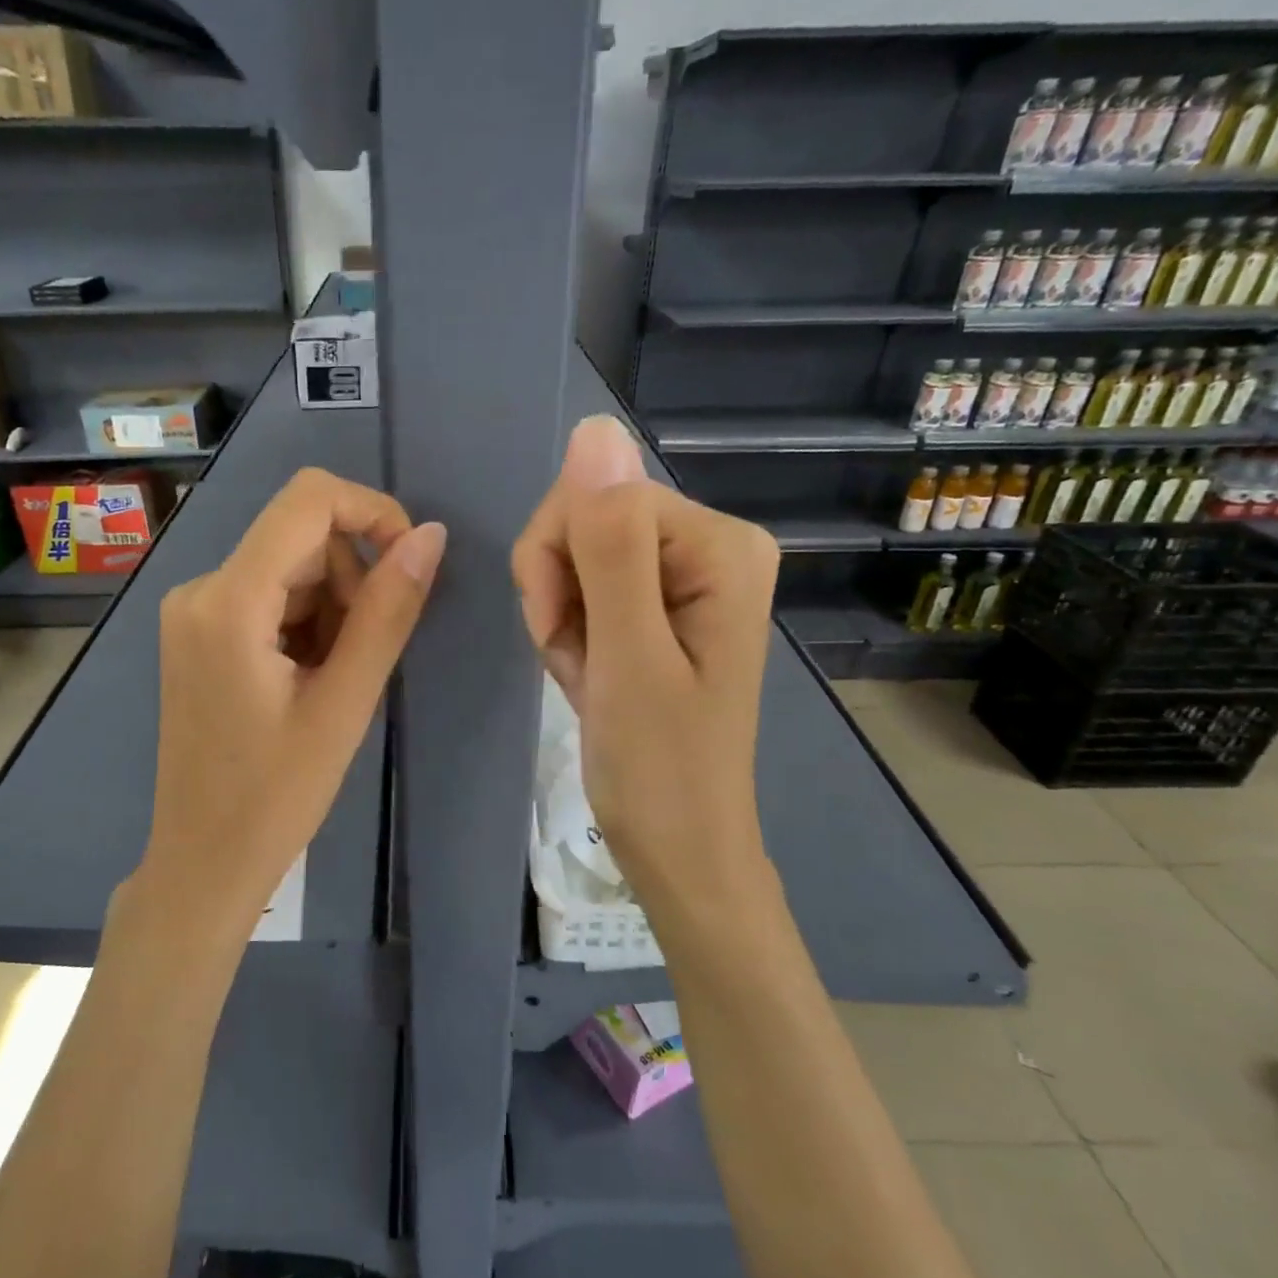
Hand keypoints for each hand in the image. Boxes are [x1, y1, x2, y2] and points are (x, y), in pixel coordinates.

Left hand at [128, 468, 445, 944]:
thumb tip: (430, 535)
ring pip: (289, 569)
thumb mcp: (346, 702)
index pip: (308, 500)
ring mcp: (192, 611)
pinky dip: (304, 624)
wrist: (205, 862)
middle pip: (301, 538)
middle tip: (362, 658)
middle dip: (351, 580)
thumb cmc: (277, 796)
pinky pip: (267, 597)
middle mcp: (199, 588)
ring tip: (333, 681)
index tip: (411, 562)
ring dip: (330, 608)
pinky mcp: (197, 633)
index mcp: (228, 600)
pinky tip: (306, 682)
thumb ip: (388, 611)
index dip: (372, 511)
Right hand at [512, 416, 779, 926]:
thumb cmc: (658, 766)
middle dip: (559, 590)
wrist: (677, 848)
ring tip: (588, 676)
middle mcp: (711, 545)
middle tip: (579, 659)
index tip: (560, 632)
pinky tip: (589, 676)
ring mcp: (685, 576)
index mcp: (720, 545)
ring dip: (561, 617)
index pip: (599, 496)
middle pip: (588, 519)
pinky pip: (587, 587)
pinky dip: (571, 633)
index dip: (557, 560)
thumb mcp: (627, 655)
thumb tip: (595, 429)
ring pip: (577, 555)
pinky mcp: (660, 606)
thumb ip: (610, 544)